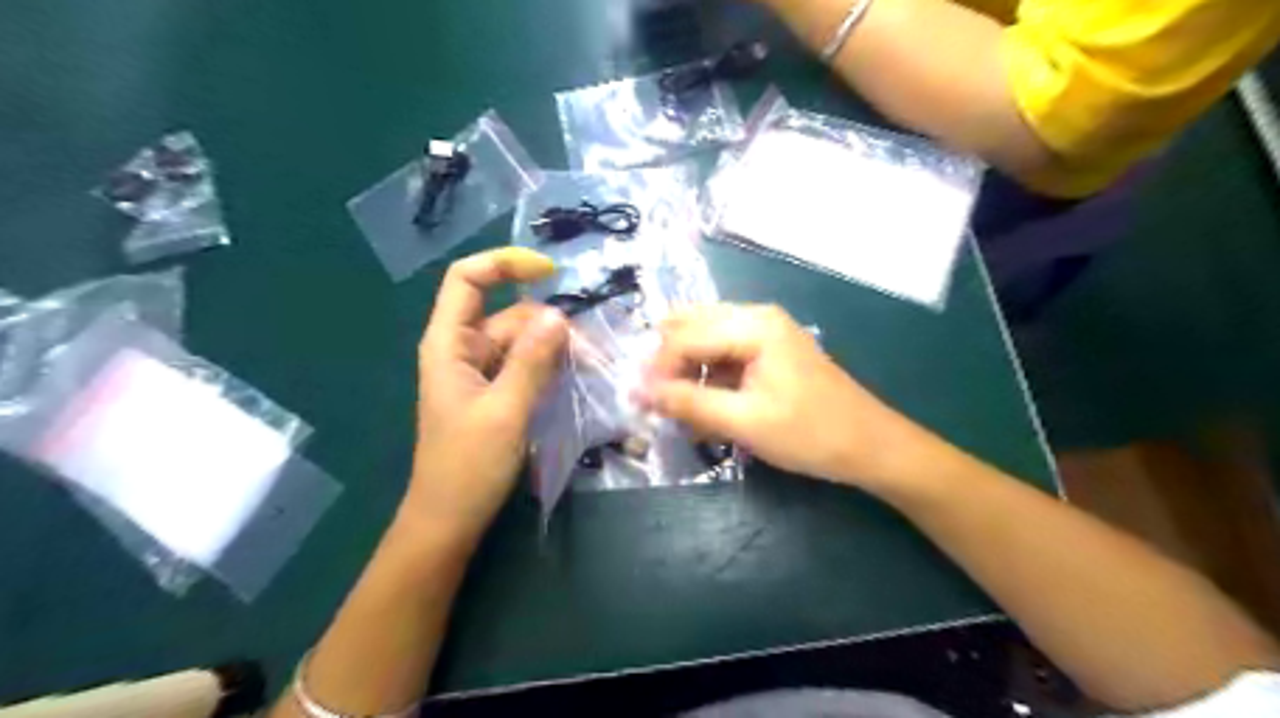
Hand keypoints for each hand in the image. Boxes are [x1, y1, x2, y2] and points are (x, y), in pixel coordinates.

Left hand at [407, 250, 566, 534]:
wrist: (450, 519)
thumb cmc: (468, 466)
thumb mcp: (505, 410)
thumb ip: (532, 360)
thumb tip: (560, 315)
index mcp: (449, 343)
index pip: (468, 279)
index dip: (505, 263)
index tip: (551, 272)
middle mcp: (463, 349)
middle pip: (507, 313)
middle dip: (548, 323)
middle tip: (591, 349)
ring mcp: (480, 372)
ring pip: (522, 341)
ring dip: (555, 348)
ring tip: (592, 365)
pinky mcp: (495, 393)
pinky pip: (525, 365)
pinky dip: (549, 366)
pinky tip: (576, 377)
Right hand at [646, 304, 938, 494]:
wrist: (871, 447)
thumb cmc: (811, 433)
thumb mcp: (744, 421)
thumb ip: (689, 403)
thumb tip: (638, 391)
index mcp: (752, 324)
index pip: (684, 336)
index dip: (656, 369)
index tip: (637, 403)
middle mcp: (755, 318)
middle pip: (691, 329)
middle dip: (668, 366)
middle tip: (655, 404)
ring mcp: (764, 333)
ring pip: (705, 343)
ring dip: (687, 375)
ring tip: (680, 413)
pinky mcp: (768, 353)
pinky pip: (723, 357)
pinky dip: (708, 382)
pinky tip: (706, 413)